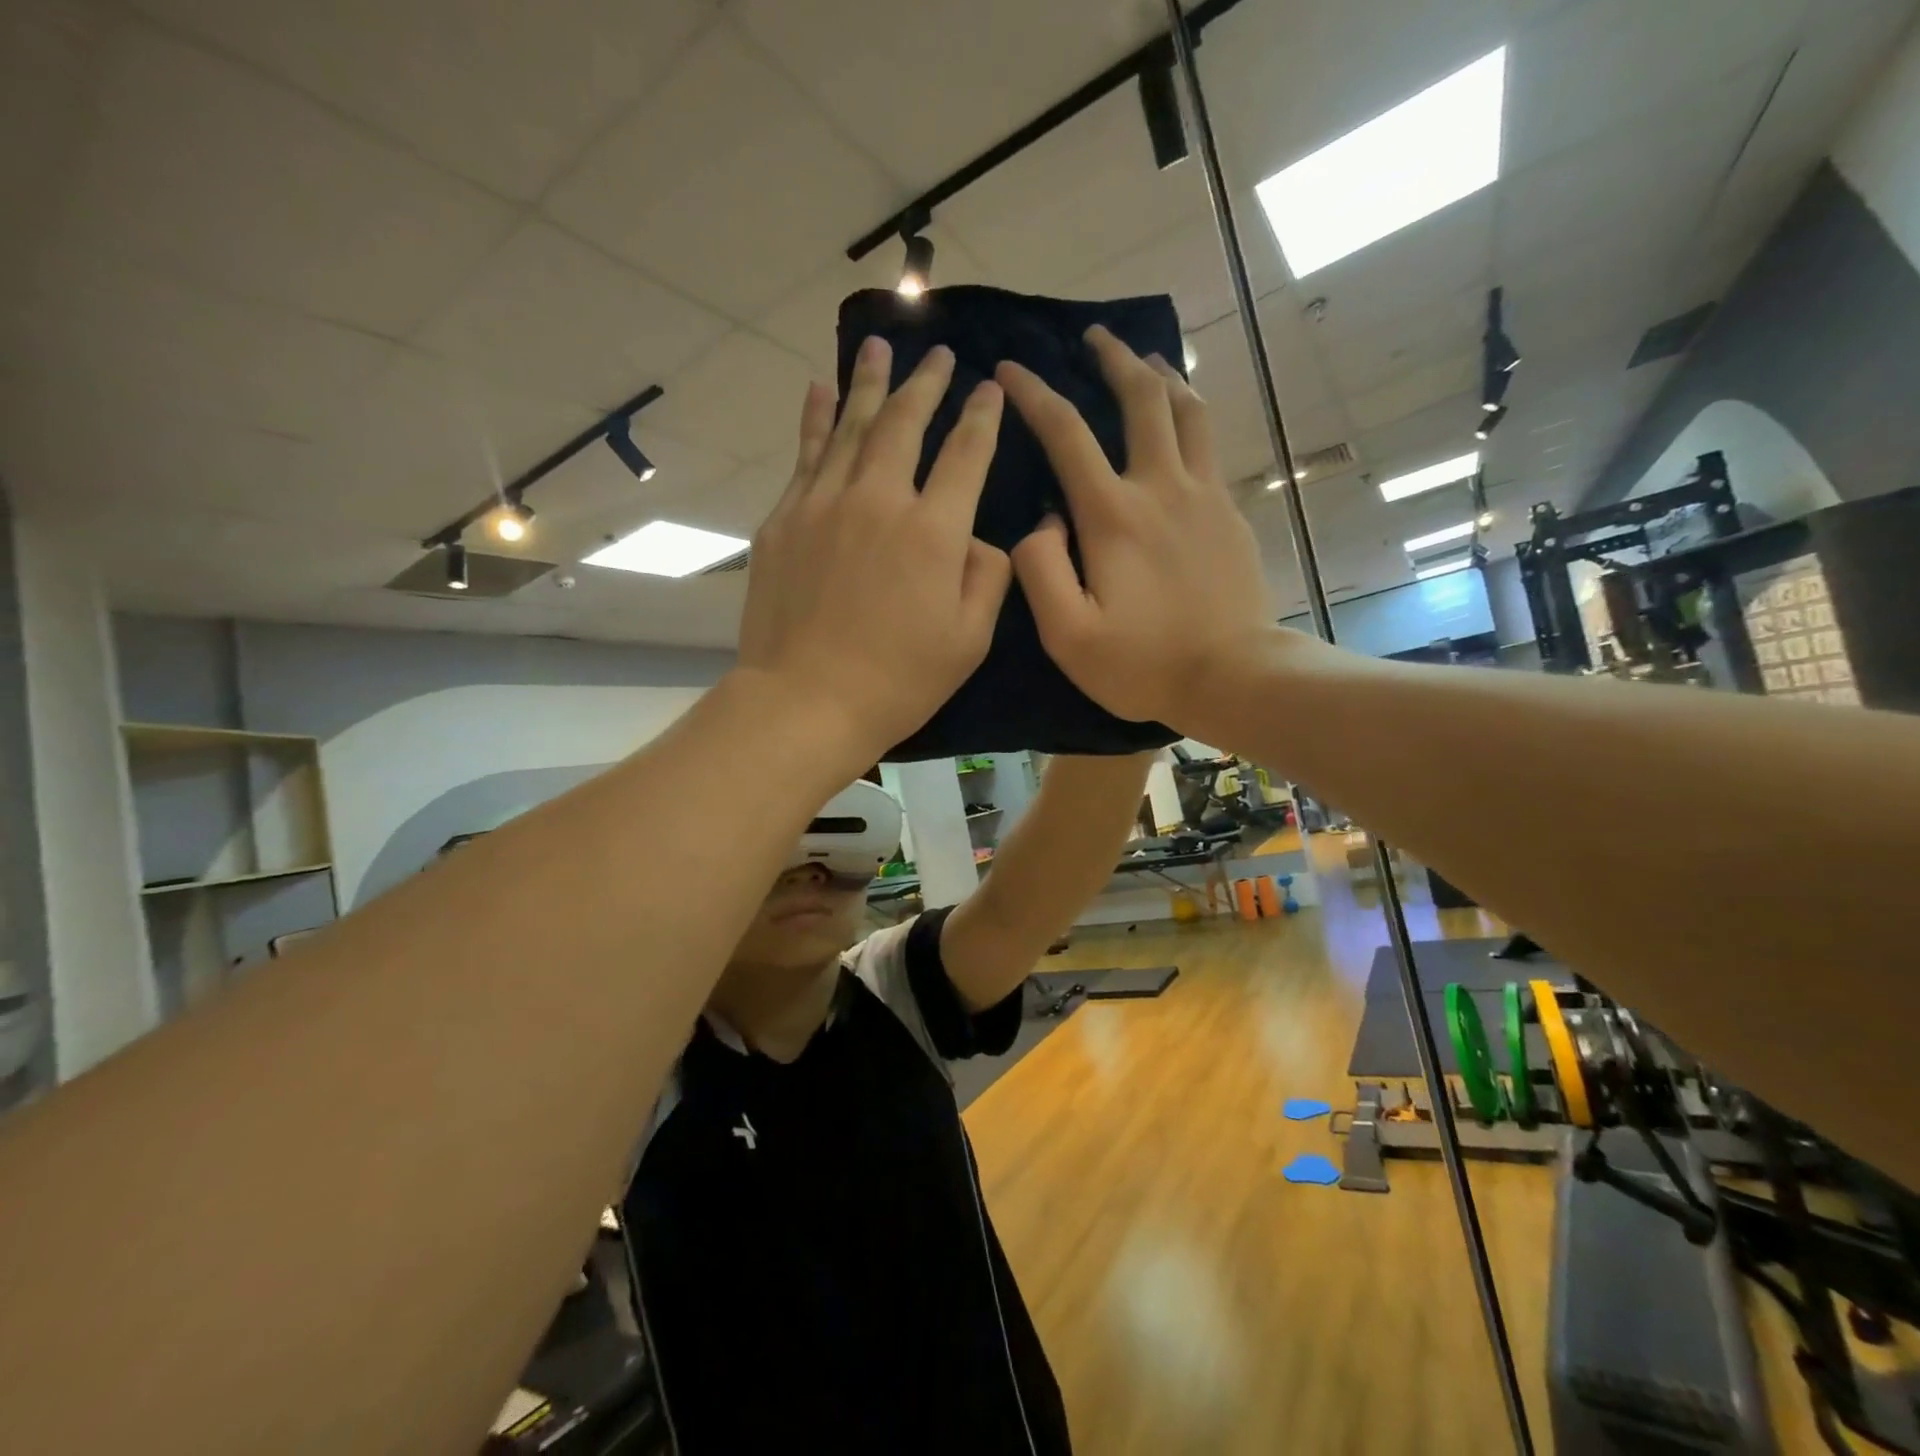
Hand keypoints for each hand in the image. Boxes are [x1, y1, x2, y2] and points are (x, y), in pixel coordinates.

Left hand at [737, 337, 1010, 759]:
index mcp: (933, 532)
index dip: (981, 418)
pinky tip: (818, 390)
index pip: (965, 455)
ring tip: (878, 346)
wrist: (806, 701)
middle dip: (926, 384)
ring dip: (869, 384)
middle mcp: (878, 501)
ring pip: (850, 427)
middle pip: (904, 425)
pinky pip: (804, 455)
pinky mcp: (784, 521)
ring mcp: (823, 505)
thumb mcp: (969, 640)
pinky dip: (814, 418)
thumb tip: (978, 538)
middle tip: (937, 353)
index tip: (990, 389)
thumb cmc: (898, 680)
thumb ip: (987, 578)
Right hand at [996, 325, 1276, 730]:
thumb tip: (1043, 521)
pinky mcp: (1230, 514)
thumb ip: (1040, 569)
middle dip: (1114, 359)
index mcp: (1113, 515)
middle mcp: (1161, 487)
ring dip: (1162, 376)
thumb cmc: (1142, 663)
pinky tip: (1182, 423)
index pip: (1067, 434)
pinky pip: (1209, 446)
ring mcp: (1204, 496)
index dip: (1034, 395)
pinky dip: (1190, 418)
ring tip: (1145, 360)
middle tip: (1095, 337)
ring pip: (1187, 411)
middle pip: (1141, 399)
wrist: (1232, 676)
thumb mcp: (1067, 634)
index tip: (1010, 370)